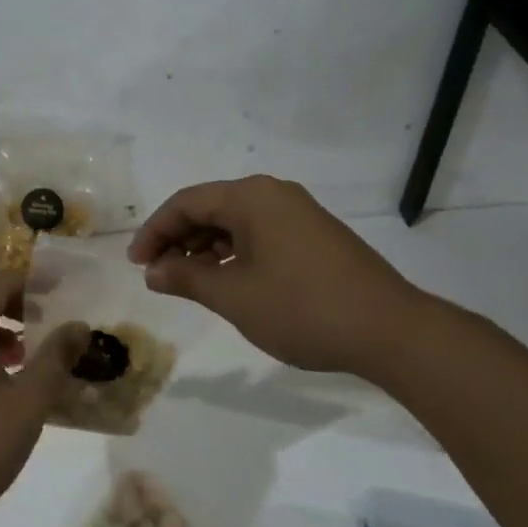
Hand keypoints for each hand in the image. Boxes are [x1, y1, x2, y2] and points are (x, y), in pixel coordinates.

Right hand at [127, 175, 434, 375]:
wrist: (391, 331)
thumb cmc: (302, 308)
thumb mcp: (233, 296)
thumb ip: (186, 278)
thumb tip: (153, 271)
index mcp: (251, 197)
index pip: (186, 203)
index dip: (154, 231)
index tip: (136, 264)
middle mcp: (274, 194)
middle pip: (211, 208)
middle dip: (178, 239)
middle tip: (157, 272)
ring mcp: (299, 214)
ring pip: (236, 222)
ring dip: (206, 247)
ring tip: (188, 280)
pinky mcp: (316, 235)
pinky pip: (260, 233)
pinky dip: (235, 253)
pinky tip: (228, 280)